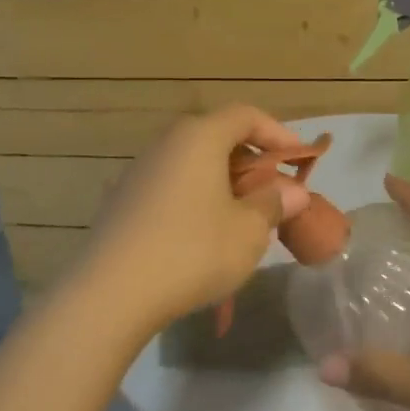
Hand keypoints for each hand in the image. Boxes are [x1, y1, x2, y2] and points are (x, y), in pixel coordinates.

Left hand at [66, 106, 310, 338]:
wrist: (110, 294)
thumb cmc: (193, 251)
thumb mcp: (248, 231)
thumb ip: (274, 204)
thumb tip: (294, 192)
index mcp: (199, 137)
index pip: (246, 115)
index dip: (278, 133)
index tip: (299, 161)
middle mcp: (166, 143)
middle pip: (217, 137)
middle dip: (251, 162)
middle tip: (273, 193)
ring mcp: (138, 172)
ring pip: (192, 164)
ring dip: (222, 183)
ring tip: (242, 218)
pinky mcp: (121, 202)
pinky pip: (170, 187)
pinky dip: (195, 199)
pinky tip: (203, 236)